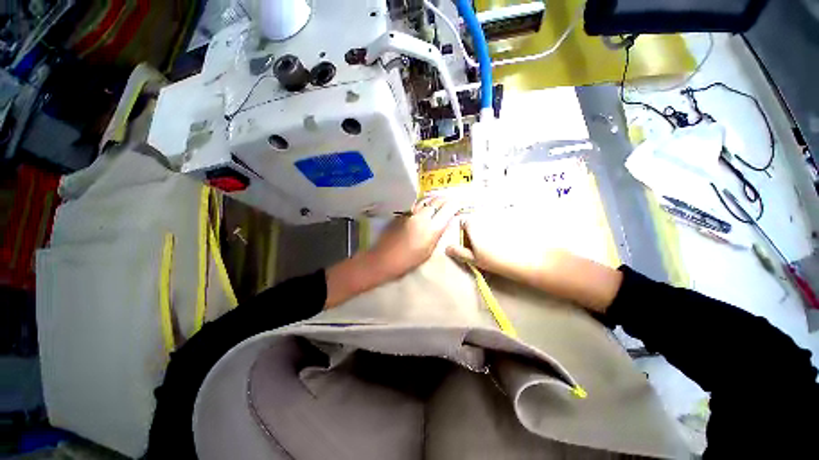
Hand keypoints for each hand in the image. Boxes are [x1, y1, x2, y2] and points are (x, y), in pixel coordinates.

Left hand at [369, 196, 459, 279]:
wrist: (383, 259)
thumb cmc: (408, 261)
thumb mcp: (428, 251)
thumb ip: (438, 235)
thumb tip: (447, 223)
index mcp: (431, 228)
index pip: (447, 210)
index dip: (455, 205)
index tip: (459, 204)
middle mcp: (422, 217)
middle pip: (436, 202)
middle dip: (445, 200)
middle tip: (451, 200)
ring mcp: (410, 214)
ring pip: (425, 201)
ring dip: (434, 199)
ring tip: (439, 199)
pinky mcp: (401, 214)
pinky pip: (416, 206)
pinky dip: (423, 204)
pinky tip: (424, 206)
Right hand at [445, 213, 544, 284]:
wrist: (528, 259)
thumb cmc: (496, 259)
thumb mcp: (474, 259)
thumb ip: (459, 252)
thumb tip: (447, 248)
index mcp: (472, 223)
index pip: (463, 224)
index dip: (465, 235)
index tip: (471, 246)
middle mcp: (484, 216)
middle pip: (476, 222)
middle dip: (477, 232)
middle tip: (484, 248)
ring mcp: (499, 216)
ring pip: (488, 223)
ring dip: (489, 232)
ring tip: (497, 246)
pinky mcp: (512, 219)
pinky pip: (501, 224)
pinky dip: (502, 231)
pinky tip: (508, 242)